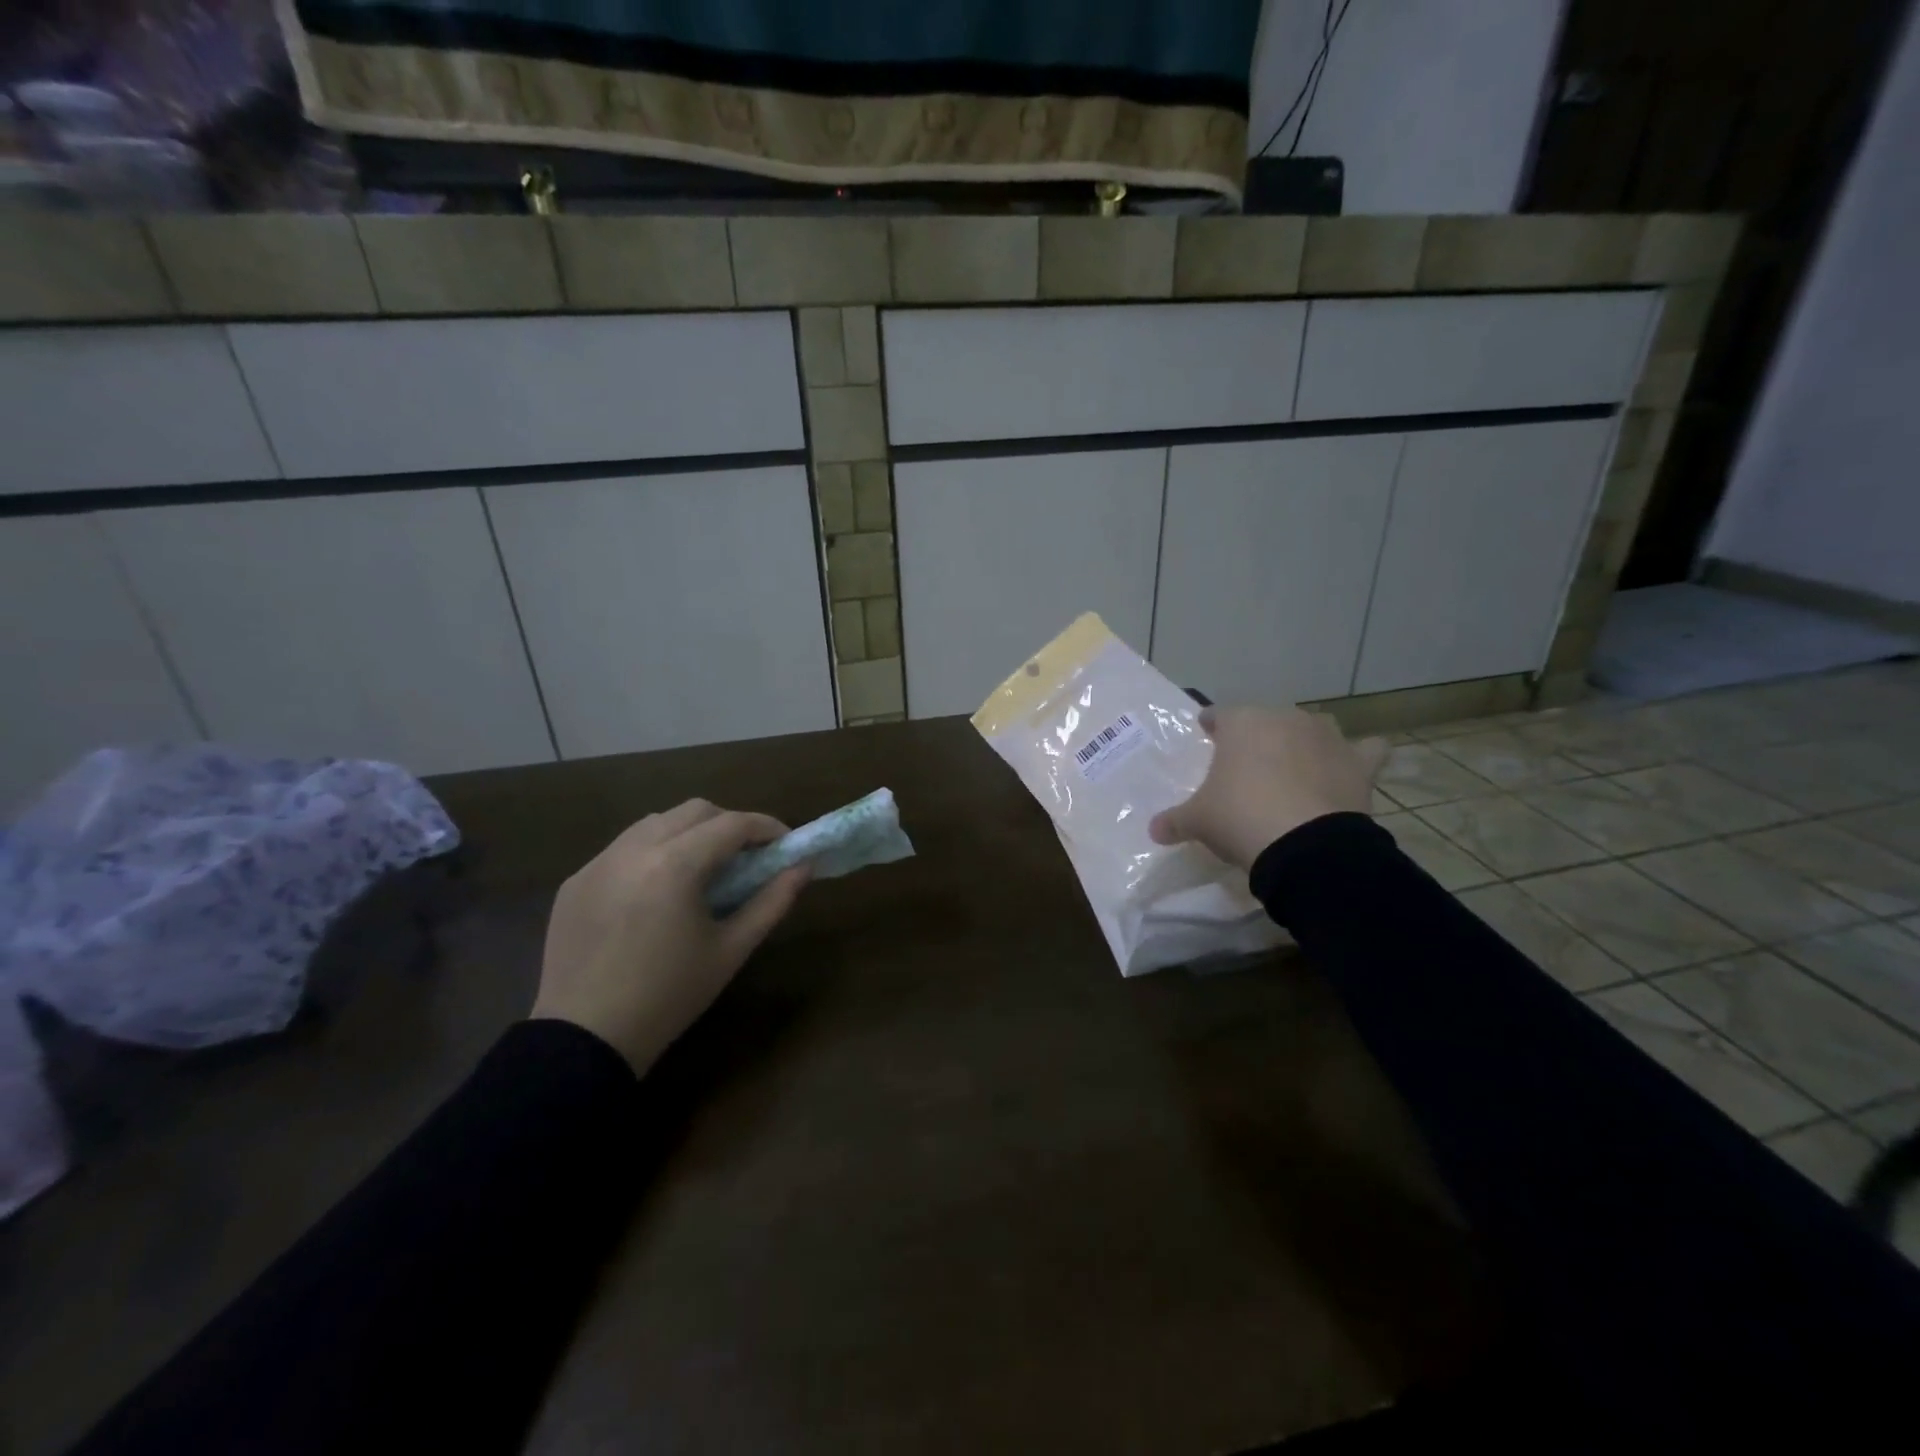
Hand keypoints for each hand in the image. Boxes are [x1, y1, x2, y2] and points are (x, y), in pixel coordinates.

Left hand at [531, 799, 809, 1073]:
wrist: (584, 1040)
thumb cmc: (669, 996)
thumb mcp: (731, 950)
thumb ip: (772, 901)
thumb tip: (804, 867)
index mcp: (675, 865)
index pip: (732, 824)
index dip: (766, 827)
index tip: (786, 844)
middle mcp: (634, 849)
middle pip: (694, 810)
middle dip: (728, 824)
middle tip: (747, 856)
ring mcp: (598, 862)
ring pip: (655, 822)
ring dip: (688, 833)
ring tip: (702, 870)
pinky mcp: (575, 881)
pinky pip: (623, 849)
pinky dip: (652, 853)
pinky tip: (657, 892)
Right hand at [1149, 707, 1388, 870]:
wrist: (1304, 843)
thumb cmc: (1239, 816)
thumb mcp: (1197, 820)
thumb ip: (1174, 820)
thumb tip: (1154, 831)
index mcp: (1242, 722)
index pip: (1219, 715)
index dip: (1211, 727)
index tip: (1206, 737)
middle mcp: (1285, 718)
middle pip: (1266, 721)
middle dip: (1257, 738)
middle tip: (1246, 767)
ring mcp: (1326, 737)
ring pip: (1312, 729)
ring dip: (1303, 743)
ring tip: (1293, 769)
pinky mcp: (1359, 762)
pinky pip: (1365, 751)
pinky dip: (1359, 757)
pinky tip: (1350, 768)